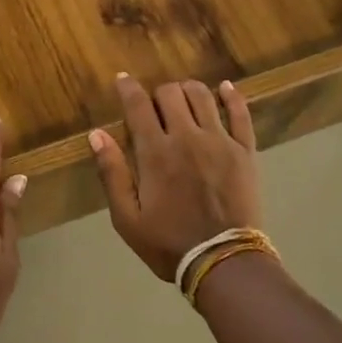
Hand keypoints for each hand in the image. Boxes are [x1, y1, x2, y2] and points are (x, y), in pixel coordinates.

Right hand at [89, 75, 261, 282]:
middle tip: (154, 107)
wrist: (224, 262)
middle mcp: (187, 137)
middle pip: (170, 93)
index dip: (128, 88)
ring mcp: (220, 141)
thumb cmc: (168, 244)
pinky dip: (231, 96)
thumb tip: (96, 134)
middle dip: (157, 93)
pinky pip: (240, 113)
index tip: (122, 80)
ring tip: (182, 99)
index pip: (138, 105)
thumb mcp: (127, 218)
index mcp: (155, 152)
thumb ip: (112, 173)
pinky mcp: (245, 151)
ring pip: (202, 95)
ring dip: (188, 90)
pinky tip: (224, 88)